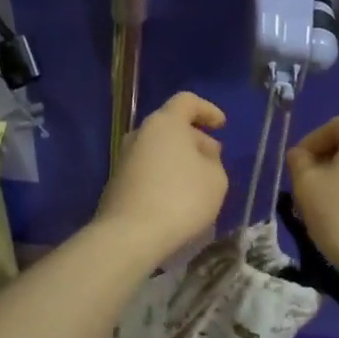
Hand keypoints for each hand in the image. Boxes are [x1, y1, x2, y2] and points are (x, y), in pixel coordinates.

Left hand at [93, 92, 228, 262]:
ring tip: (198, 181)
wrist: (130, 235)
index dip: (207, 110)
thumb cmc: (181, 198)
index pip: (186, 101)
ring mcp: (124, 158)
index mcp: (165, 123)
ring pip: (158, 149)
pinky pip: (147, 170)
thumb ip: (212, 160)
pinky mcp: (117, 182)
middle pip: (171, 126)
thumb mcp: (216, 179)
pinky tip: (176, 198)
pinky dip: (163, 176)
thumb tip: (200, 155)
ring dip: (178, 159)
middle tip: (213, 159)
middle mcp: (140, 133)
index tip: (221, 125)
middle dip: (194, 138)